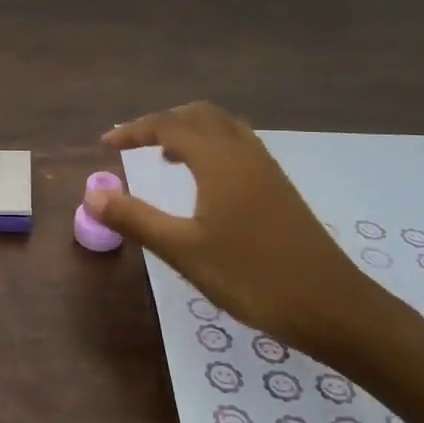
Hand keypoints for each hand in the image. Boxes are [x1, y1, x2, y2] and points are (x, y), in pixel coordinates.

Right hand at [86, 103, 403, 361]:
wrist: (332, 307)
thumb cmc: (252, 277)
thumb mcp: (184, 251)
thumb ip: (135, 219)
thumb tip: (91, 194)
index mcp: (219, 160)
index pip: (169, 126)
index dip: (134, 130)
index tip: (106, 144)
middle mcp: (243, 153)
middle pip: (199, 115)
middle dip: (162, 122)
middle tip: (133, 144)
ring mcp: (266, 169)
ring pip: (223, 128)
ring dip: (190, 131)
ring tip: (164, 157)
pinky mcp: (279, 188)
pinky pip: (238, 146)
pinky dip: (212, 146)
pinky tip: (205, 181)